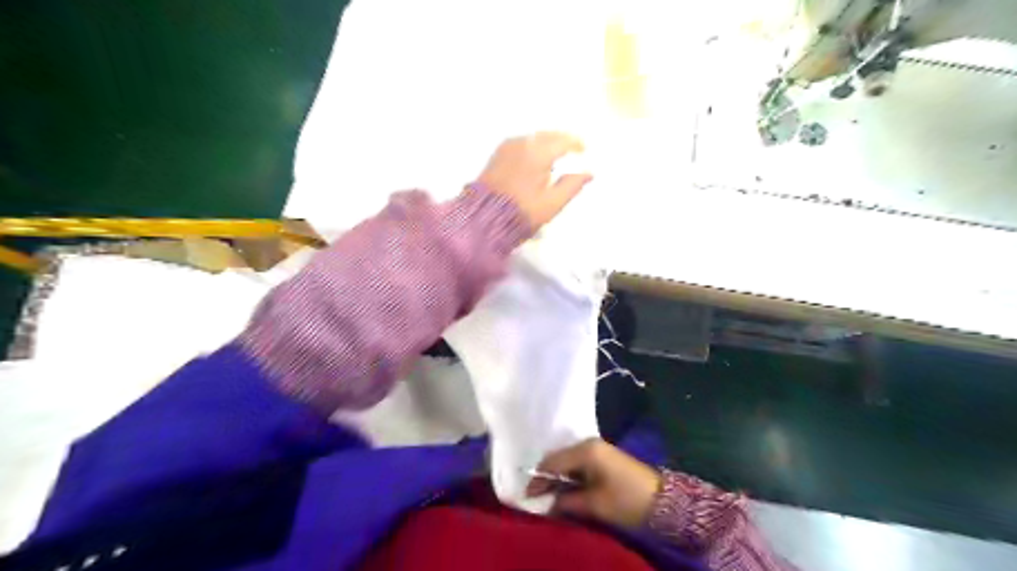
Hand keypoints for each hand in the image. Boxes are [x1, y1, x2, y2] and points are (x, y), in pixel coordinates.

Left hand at [476, 132, 591, 229]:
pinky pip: (521, 143)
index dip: (576, 144)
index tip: (585, 151)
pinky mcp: (497, 155)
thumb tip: (589, 173)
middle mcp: (523, 143)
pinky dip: (533, 146)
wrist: (483, 218)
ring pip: (533, 137)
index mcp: (538, 152)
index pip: (563, 140)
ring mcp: (507, 147)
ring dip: (547, 142)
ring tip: (556, 154)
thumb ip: (572, 186)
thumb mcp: (552, 203)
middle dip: (562, 140)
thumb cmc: (522, 211)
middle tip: (573, 150)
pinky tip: (536, 158)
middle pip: (548, 135)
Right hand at [529, 439, 663, 528]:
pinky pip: (578, 464)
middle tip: (536, 496)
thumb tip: (548, 503)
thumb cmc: (627, 500)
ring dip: (557, 477)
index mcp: (585, 450)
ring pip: (567, 461)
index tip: (527, 496)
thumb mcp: (595, 504)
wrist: (663, 500)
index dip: (538, 479)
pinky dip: (569, 476)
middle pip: (558, 458)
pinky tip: (565, 489)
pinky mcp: (603, 457)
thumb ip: (567, 501)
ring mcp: (597, 449)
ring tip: (548, 495)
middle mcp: (589, 444)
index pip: (552, 462)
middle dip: (546, 477)